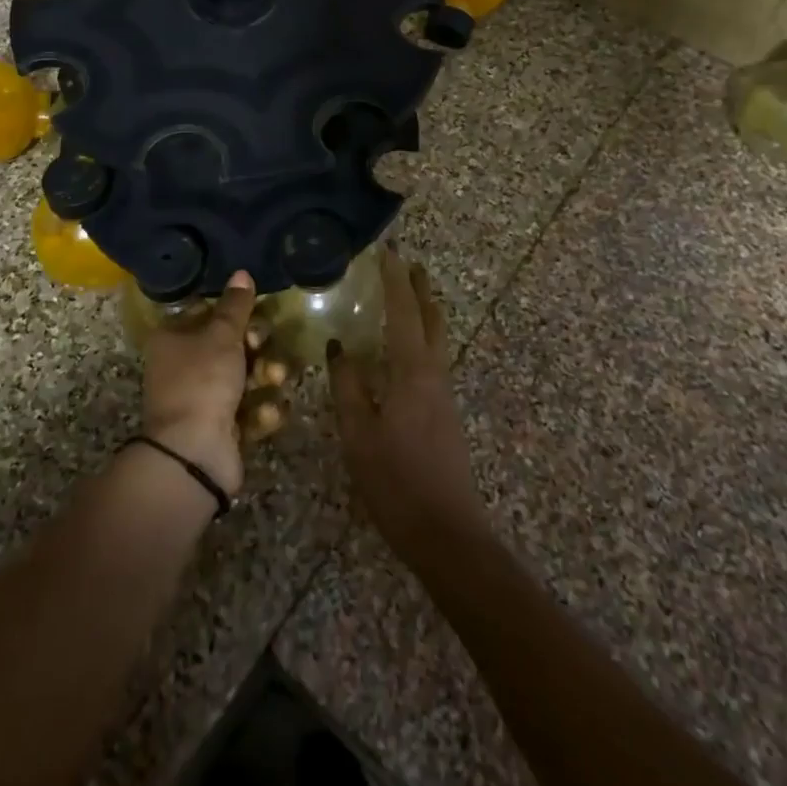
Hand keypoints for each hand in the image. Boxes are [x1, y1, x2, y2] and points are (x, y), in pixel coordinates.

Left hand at [141, 272, 253, 495]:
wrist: (193, 454)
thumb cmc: (202, 382)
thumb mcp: (221, 336)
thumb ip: (236, 306)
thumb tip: (242, 272)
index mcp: (173, 340)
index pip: (207, 314)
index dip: (234, 313)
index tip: (255, 314)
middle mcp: (185, 368)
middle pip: (231, 346)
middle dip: (257, 347)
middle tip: (263, 348)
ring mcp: (203, 401)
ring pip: (246, 377)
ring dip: (266, 377)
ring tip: (274, 381)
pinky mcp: (223, 428)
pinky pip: (250, 410)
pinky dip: (260, 411)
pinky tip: (264, 415)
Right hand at [329, 249, 488, 565]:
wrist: (447, 534)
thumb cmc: (396, 482)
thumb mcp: (358, 434)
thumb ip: (348, 387)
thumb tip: (338, 346)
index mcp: (413, 372)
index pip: (404, 312)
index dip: (396, 280)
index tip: (388, 251)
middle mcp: (434, 374)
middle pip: (431, 319)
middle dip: (420, 289)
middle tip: (407, 264)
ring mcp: (443, 394)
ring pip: (436, 338)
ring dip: (424, 310)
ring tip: (407, 295)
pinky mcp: (444, 412)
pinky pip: (433, 358)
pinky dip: (421, 337)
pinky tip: (405, 349)